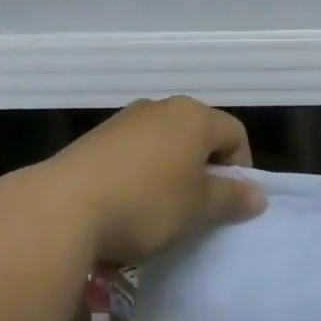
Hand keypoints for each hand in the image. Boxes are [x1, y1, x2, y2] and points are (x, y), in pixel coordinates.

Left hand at [48, 97, 264, 264]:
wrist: (63, 207)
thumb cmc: (146, 203)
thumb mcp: (198, 207)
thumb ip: (232, 198)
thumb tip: (258, 195)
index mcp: (193, 116)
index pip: (235, 133)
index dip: (241, 168)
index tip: (229, 203)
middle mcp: (160, 108)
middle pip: (198, 136)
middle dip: (205, 171)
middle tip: (200, 209)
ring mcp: (123, 121)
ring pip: (164, 146)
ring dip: (171, 175)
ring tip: (162, 212)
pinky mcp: (94, 140)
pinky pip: (133, 155)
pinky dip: (140, 176)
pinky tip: (128, 206)